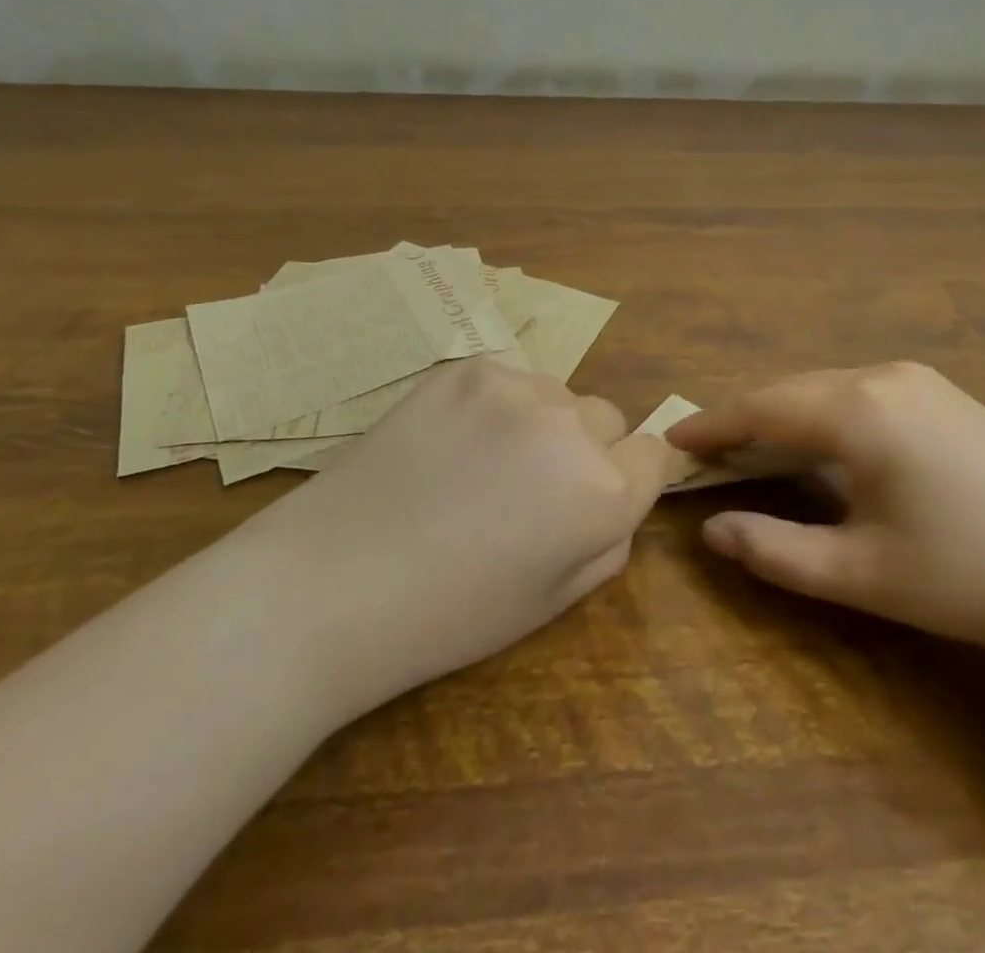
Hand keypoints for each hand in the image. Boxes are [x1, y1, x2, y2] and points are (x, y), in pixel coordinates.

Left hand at [268, 359, 673, 715]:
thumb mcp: (551, 602)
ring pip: (556, 395)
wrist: (330, 583)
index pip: (654, 454)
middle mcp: (569, 427)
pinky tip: (448, 443)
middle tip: (530, 489)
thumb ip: (607, 541)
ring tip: (482, 464)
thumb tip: (616, 496)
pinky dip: (493, 407)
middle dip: (587, 450)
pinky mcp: (463, 369)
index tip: (597, 497)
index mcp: (602, 492)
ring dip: (541, 423)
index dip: (631, 477)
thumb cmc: (447, 615)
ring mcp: (512, 389)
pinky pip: (506, 380)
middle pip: (608, 419)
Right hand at [669, 362, 984, 673]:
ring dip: (787, 414)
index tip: (671, 439)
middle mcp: (885, 377)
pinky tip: (828, 445)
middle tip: (707, 450)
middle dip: (745, 418)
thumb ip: (776, 551)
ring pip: (829, 388)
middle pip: (792, 390)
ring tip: (756, 448)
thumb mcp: (863, 574)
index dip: (711, 425)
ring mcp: (925, 381)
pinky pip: (865, 393)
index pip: (760, 408)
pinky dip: (827, 414)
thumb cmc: (975, 578)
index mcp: (858, 410)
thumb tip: (713, 532)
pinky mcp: (952, 396)